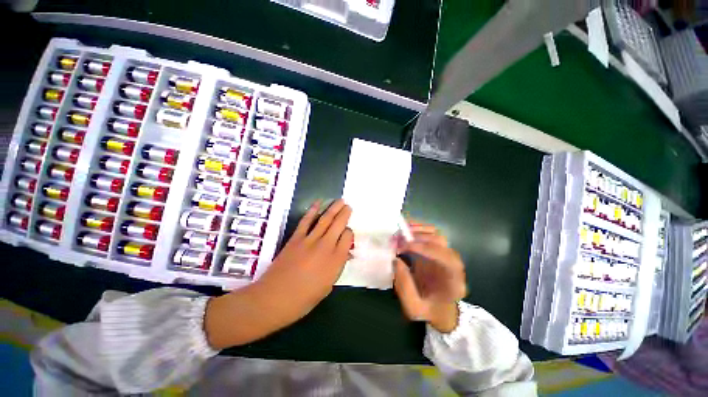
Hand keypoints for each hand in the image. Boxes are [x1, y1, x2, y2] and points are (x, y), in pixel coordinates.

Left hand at [256, 199, 352, 323]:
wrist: (274, 299)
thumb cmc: (304, 298)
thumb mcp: (327, 286)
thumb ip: (338, 266)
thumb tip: (346, 253)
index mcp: (336, 260)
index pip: (347, 238)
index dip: (349, 233)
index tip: (347, 233)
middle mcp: (326, 247)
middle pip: (338, 225)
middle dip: (345, 214)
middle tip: (348, 206)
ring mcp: (310, 241)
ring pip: (325, 220)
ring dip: (333, 208)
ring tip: (340, 200)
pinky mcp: (296, 238)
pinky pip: (306, 221)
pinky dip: (312, 211)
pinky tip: (318, 203)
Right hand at [393, 222, 466, 332]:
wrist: (439, 310)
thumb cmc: (428, 310)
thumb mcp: (414, 308)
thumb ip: (404, 286)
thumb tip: (396, 260)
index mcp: (454, 282)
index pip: (445, 258)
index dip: (424, 249)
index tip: (403, 247)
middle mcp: (454, 264)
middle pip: (441, 242)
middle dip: (417, 237)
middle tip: (398, 238)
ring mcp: (446, 254)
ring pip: (436, 234)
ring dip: (417, 230)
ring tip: (399, 231)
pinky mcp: (437, 249)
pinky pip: (430, 234)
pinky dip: (418, 229)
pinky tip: (405, 229)